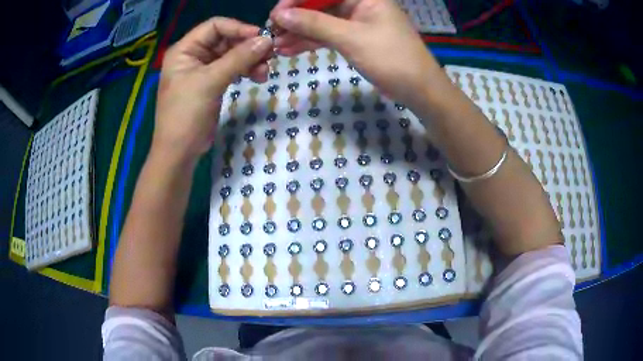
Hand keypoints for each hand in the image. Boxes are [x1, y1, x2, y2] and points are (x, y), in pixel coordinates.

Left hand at [154, 17, 272, 159]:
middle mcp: (193, 55)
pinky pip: (232, 69)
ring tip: (264, 73)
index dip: (239, 28)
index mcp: (185, 49)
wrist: (179, 151)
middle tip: (269, 56)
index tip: (262, 38)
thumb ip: (239, 58)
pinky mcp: (212, 83)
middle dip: (247, 47)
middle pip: (225, 40)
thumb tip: (267, 40)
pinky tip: (258, 77)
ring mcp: (203, 70)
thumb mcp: (211, 82)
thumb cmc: (186, 114)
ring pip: (232, 55)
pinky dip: (245, 71)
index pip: (215, 26)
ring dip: (250, 60)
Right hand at [270, 0, 441, 109]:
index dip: (297, 0)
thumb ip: (314, 24)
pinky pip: (329, 35)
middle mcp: (360, 4)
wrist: (418, 89)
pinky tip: (291, 50)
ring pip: (322, 21)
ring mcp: (357, 21)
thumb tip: (281, 15)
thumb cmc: (391, 57)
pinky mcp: (356, 38)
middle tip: (273, 32)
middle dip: (296, 18)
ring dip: (300, 33)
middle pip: (320, 5)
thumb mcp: (350, 38)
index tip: (276, 14)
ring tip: (276, 45)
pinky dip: (312, 42)